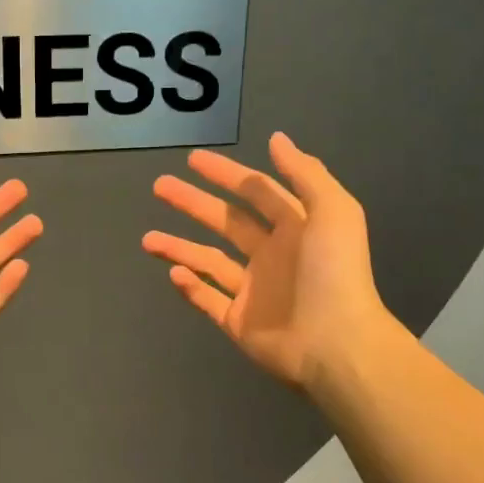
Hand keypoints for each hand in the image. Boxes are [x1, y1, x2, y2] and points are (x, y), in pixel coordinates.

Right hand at [142, 132, 391, 391]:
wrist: (336, 343)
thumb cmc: (334, 274)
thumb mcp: (333, 211)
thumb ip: (305, 173)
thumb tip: (276, 139)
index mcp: (296, 228)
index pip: (256, 193)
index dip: (226, 174)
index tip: (193, 160)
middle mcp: (272, 255)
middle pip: (225, 222)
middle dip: (193, 203)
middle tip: (160, 187)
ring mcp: (253, 291)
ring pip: (209, 261)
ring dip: (179, 247)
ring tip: (147, 240)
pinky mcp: (239, 322)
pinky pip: (208, 300)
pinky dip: (190, 288)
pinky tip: (172, 273)